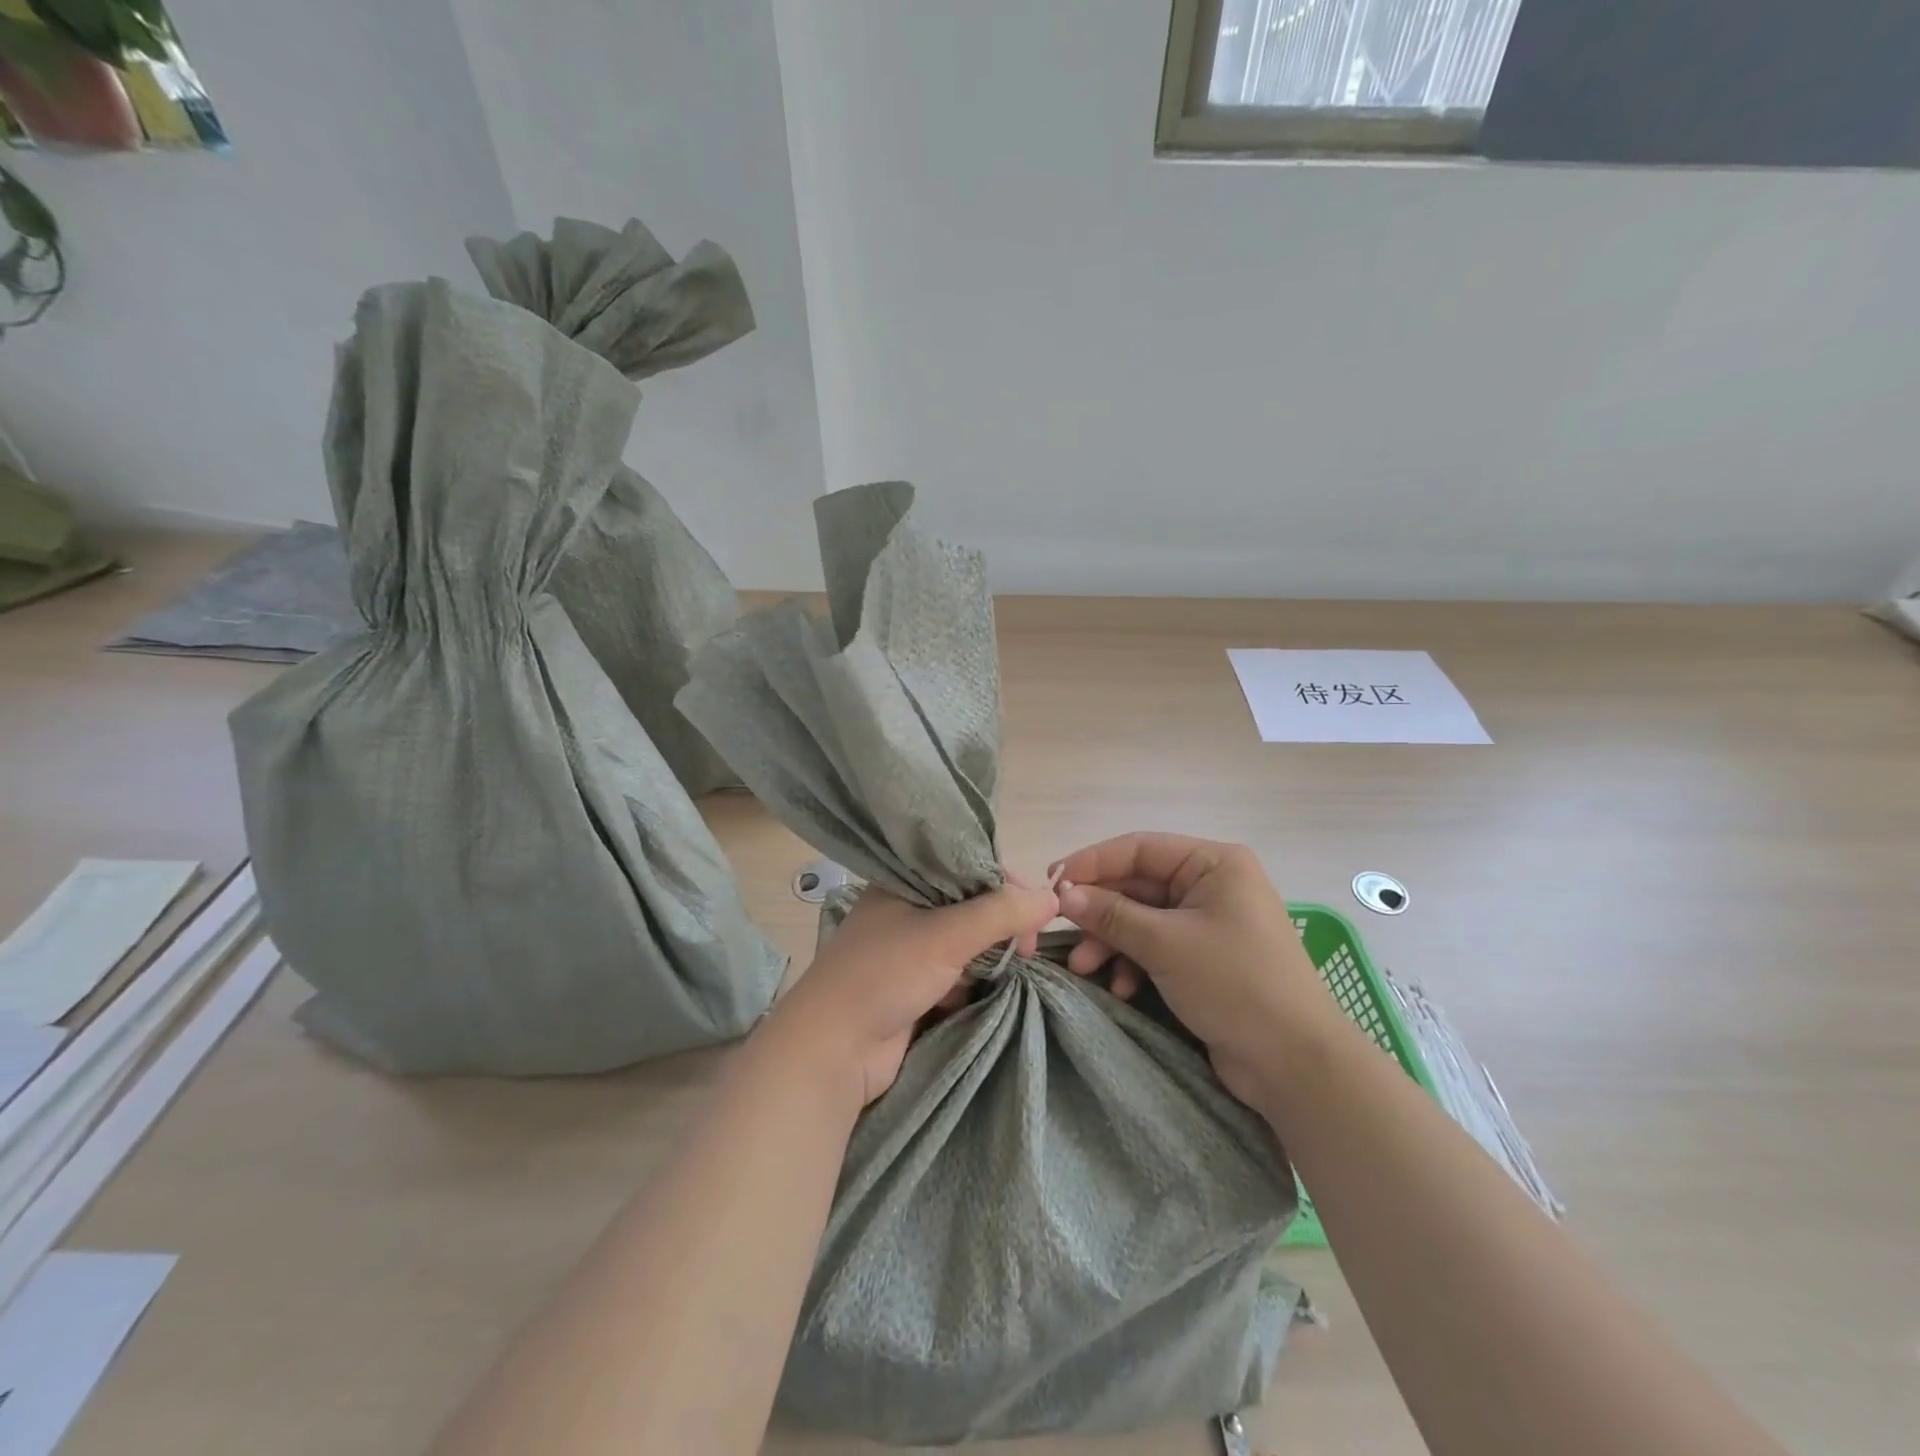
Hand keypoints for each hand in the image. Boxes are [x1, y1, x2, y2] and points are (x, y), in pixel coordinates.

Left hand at [762, 878, 1058, 1107]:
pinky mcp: (915, 987)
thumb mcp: (945, 935)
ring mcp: (909, 950)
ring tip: (1014, 968)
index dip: (1004, 884)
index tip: (1035, 910)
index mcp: (904, 881)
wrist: (833, 1051)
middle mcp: (906, 908)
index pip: (967, 867)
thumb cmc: (884, 976)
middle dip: (1003, 924)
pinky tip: (989, 988)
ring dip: (992, 955)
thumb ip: (1000, 914)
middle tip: (1026, 949)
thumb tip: (1053, 898)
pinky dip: (976, 979)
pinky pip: (958, 972)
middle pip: (971, 905)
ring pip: (967, 941)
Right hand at [1050, 833, 1336, 1107]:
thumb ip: (1111, 915)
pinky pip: (1155, 947)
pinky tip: (1120, 987)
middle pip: (1137, 885)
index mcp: (1213, 863)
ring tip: (1083, 968)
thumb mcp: (1166, 944)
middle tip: (1061, 931)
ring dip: (1110, 941)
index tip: (1052, 883)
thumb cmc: (1235, 984)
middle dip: (1099, 912)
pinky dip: (1132, 963)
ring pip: (1141, 919)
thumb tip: (1063, 894)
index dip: (1092, 862)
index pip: (1139, 848)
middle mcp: (1211, 884)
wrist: (1295, 1064)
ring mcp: (1208, 923)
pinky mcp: (1204, 958)